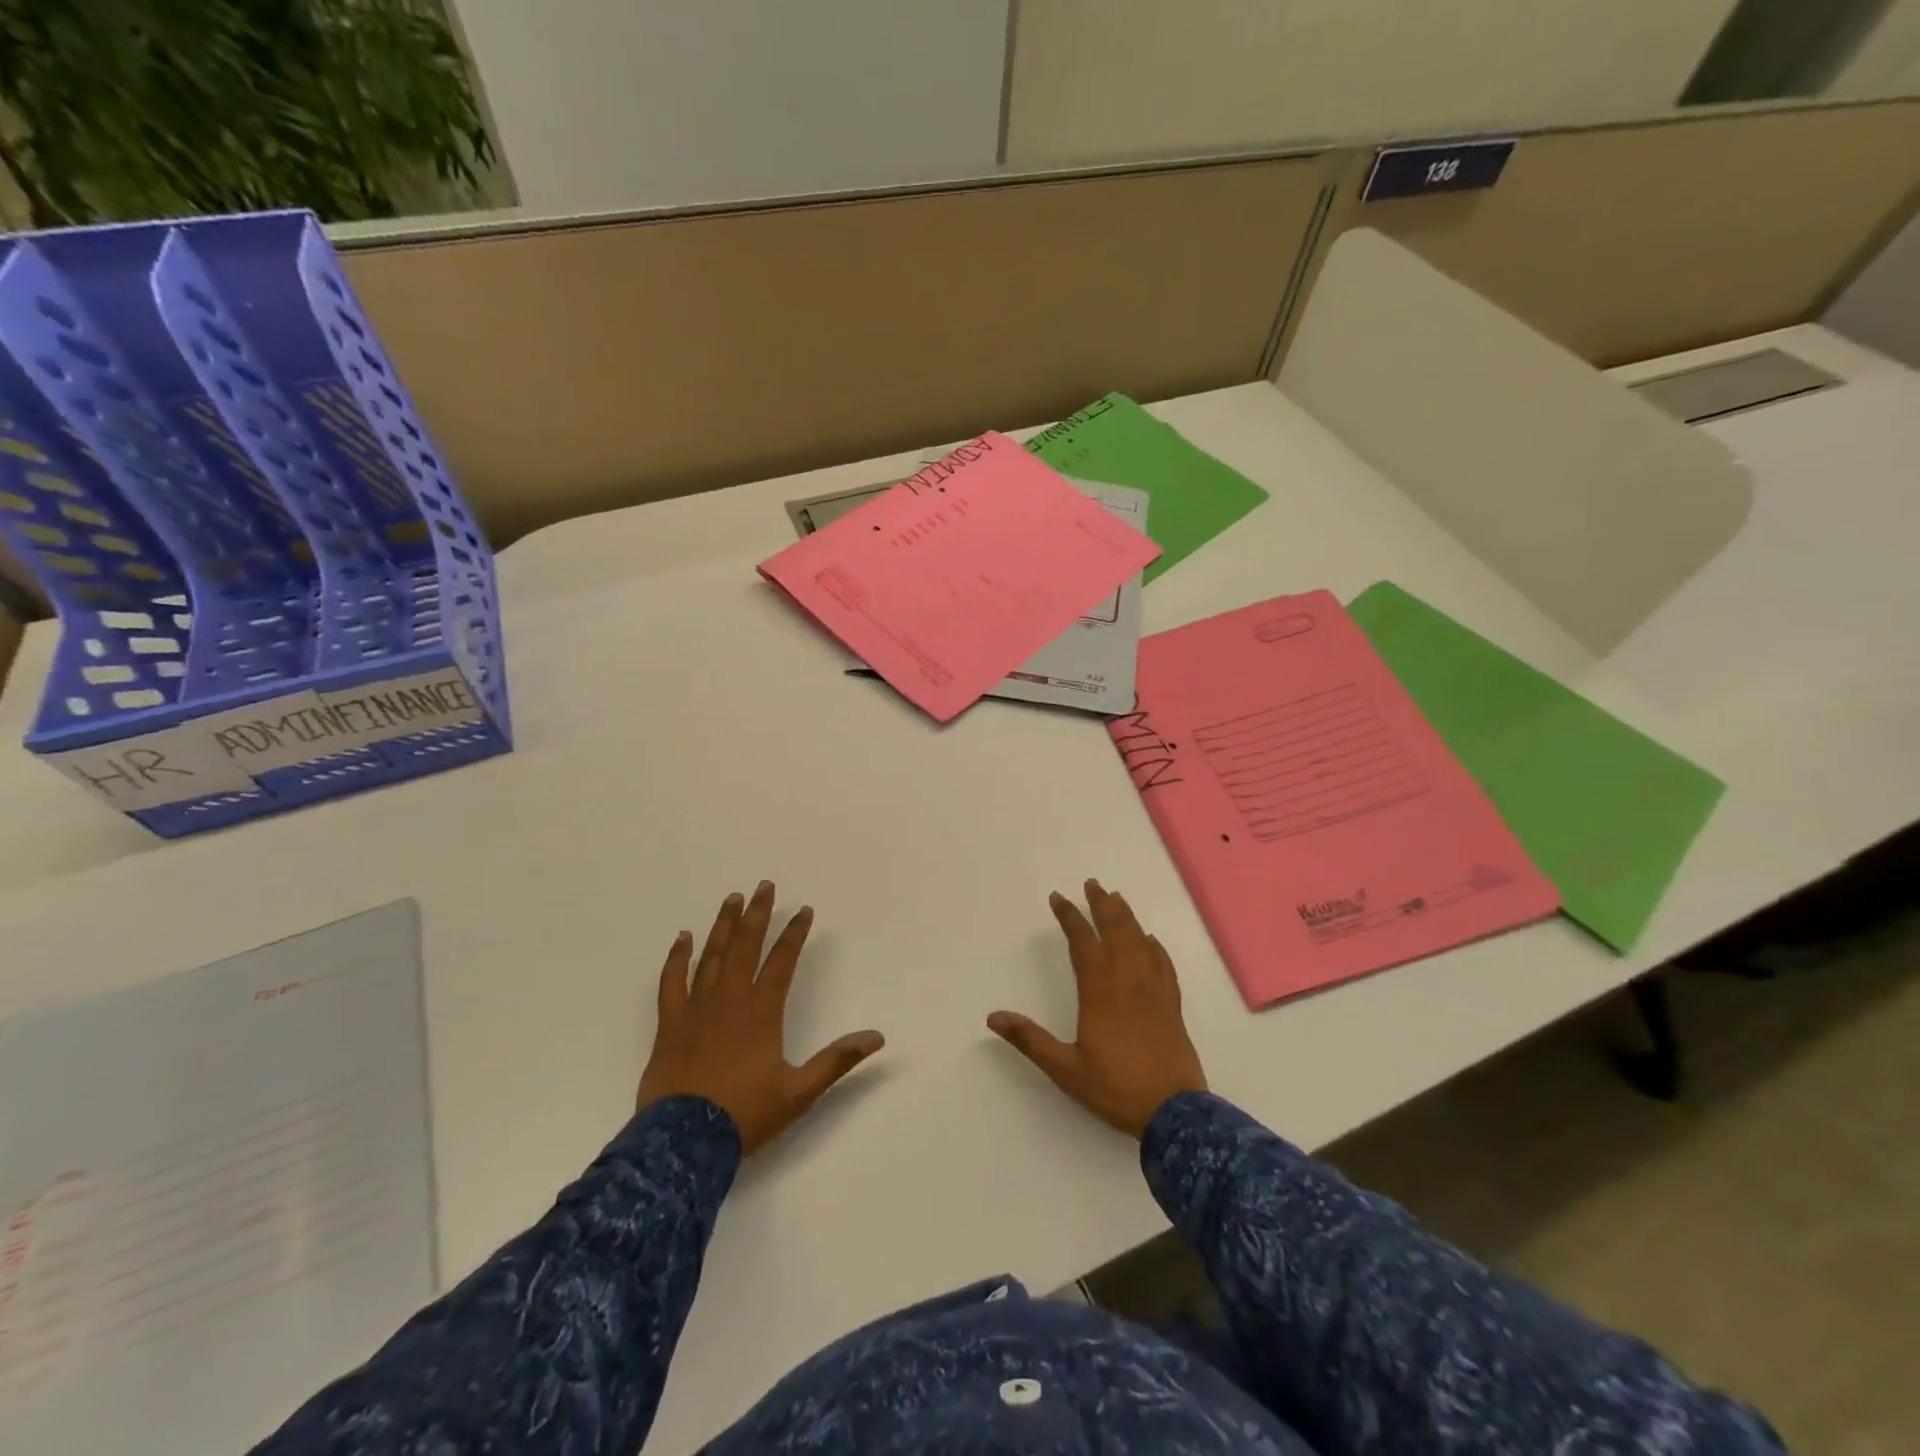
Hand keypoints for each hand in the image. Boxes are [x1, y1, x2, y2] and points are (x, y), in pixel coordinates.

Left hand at [639, 881, 883, 1154]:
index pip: (782, 961)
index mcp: (762, 1011)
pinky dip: (677, 958)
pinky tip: (683, 938)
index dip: (795, 933)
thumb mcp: (799, 1091)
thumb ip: (836, 1060)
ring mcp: (697, 1008)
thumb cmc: (745, 1114)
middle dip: (757, 914)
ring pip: (712, 956)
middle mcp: (730, 999)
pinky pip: (672, 981)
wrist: (683, 1141)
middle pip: (746, 946)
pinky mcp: (670, 1023)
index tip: (804, 910)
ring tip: (732, 898)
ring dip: (723, 925)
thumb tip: (876, 1038)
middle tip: (765, 886)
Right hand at [988, 879, 1206, 1137]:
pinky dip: (1154, 946)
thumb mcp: (1065, 1068)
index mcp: (1100, 991)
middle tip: (1093, 884)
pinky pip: (1163, 964)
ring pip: (1140, 942)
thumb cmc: (1116, 1088)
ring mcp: (1153, 991)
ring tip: (1117, 898)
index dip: (1070, 917)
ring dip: (1127, 917)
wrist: (1175, 1112)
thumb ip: (1030, 1040)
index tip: (1058, 898)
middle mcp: (1128, 981)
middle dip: (1102, 905)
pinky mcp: (1172, 1005)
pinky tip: (1150, 940)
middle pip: (1115, 932)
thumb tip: (993, 1017)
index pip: (1082, 942)